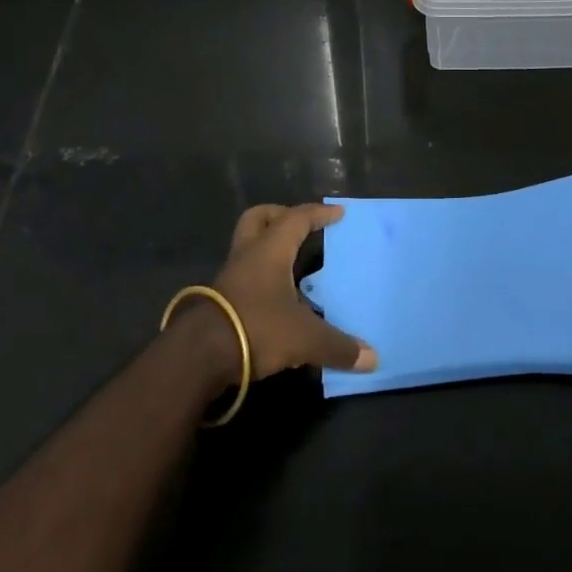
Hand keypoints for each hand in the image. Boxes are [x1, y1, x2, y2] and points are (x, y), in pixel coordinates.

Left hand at [201, 203, 377, 379]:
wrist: (198, 355)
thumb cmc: (256, 327)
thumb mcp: (304, 338)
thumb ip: (338, 346)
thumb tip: (373, 358)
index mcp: (270, 249)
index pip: (297, 218)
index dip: (319, 213)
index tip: (338, 213)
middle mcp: (248, 254)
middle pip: (258, 219)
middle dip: (280, 216)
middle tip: (301, 227)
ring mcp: (229, 276)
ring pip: (248, 246)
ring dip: (268, 249)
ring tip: (292, 265)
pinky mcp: (218, 300)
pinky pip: (244, 275)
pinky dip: (260, 278)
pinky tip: (276, 299)